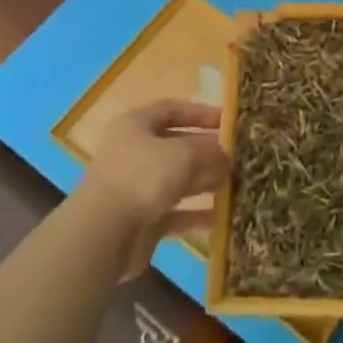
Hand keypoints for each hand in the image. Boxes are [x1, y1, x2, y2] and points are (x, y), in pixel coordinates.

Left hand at [78, 100, 230, 274]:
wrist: (104, 234)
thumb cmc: (143, 177)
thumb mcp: (184, 154)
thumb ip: (210, 151)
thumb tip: (227, 156)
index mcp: (137, 125)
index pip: (172, 109)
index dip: (201, 113)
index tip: (229, 121)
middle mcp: (135, 152)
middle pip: (177, 145)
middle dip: (208, 151)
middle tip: (238, 157)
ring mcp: (137, 187)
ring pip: (178, 180)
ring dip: (205, 182)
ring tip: (235, 185)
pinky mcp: (142, 219)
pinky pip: (175, 213)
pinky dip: (196, 214)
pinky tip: (221, 218)